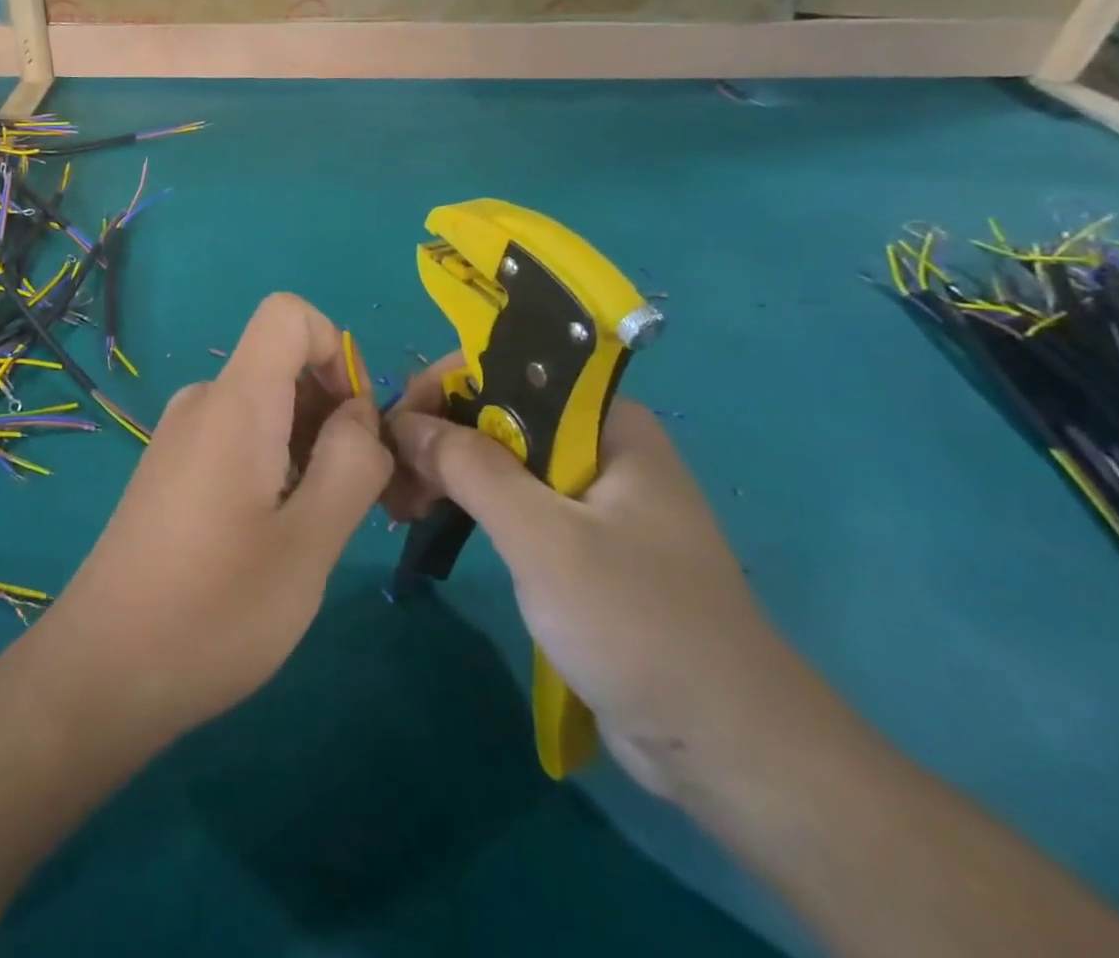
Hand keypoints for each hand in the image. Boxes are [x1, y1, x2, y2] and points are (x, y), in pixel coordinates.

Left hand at [31, 293, 390, 742]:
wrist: (102, 671)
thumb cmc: (214, 612)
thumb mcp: (309, 542)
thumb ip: (352, 463)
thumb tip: (362, 415)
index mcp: (235, 402)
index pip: (287, 313)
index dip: (336, 350)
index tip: (357, 425)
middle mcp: (202, 402)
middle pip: (283, 366)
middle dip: (336, 414)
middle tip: (363, 500)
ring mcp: (181, 436)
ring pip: (266, 408)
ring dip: (309, 449)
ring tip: (320, 531)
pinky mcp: (171, 470)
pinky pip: (238, 437)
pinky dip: (275, 466)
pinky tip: (275, 538)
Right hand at [386, 358, 827, 800]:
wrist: (727, 747)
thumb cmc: (639, 623)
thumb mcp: (543, 537)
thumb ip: (470, 467)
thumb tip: (403, 422)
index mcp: (605, 422)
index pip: (506, 370)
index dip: (442, 387)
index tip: (395, 430)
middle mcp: (596, 446)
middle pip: (496, 414)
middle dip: (436, 437)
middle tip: (391, 482)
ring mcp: (588, 496)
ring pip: (498, 460)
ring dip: (445, 473)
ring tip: (400, 507)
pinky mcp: (579, 542)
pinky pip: (510, 502)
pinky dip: (467, 505)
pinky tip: (431, 523)